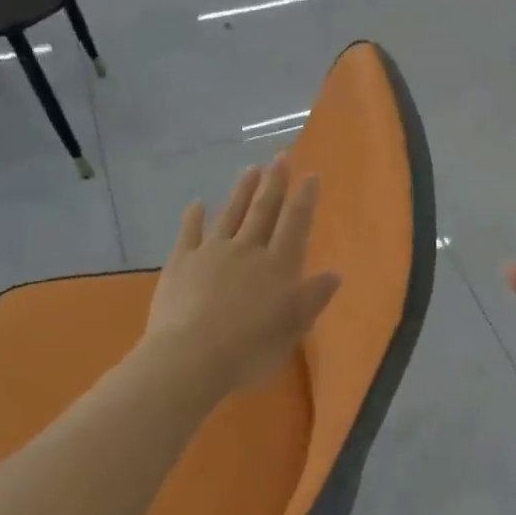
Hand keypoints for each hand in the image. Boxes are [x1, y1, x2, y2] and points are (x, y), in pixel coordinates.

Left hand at [143, 158, 341, 396]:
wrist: (191, 357)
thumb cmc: (250, 348)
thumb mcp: (293, 327)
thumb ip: (314, 297)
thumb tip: (335, 273)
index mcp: (278, 265)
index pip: (295, 222)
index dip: (304, 198)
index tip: (310, 175)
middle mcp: (248, 249)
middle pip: (263, 210)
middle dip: (274, 182)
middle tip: (280, 157)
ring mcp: (211, 252)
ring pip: (230, 213)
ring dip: (242, 190)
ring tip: (250, 169)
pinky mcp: (181, 263)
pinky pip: (189, 233)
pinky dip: (193, 217)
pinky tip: (196, 204)